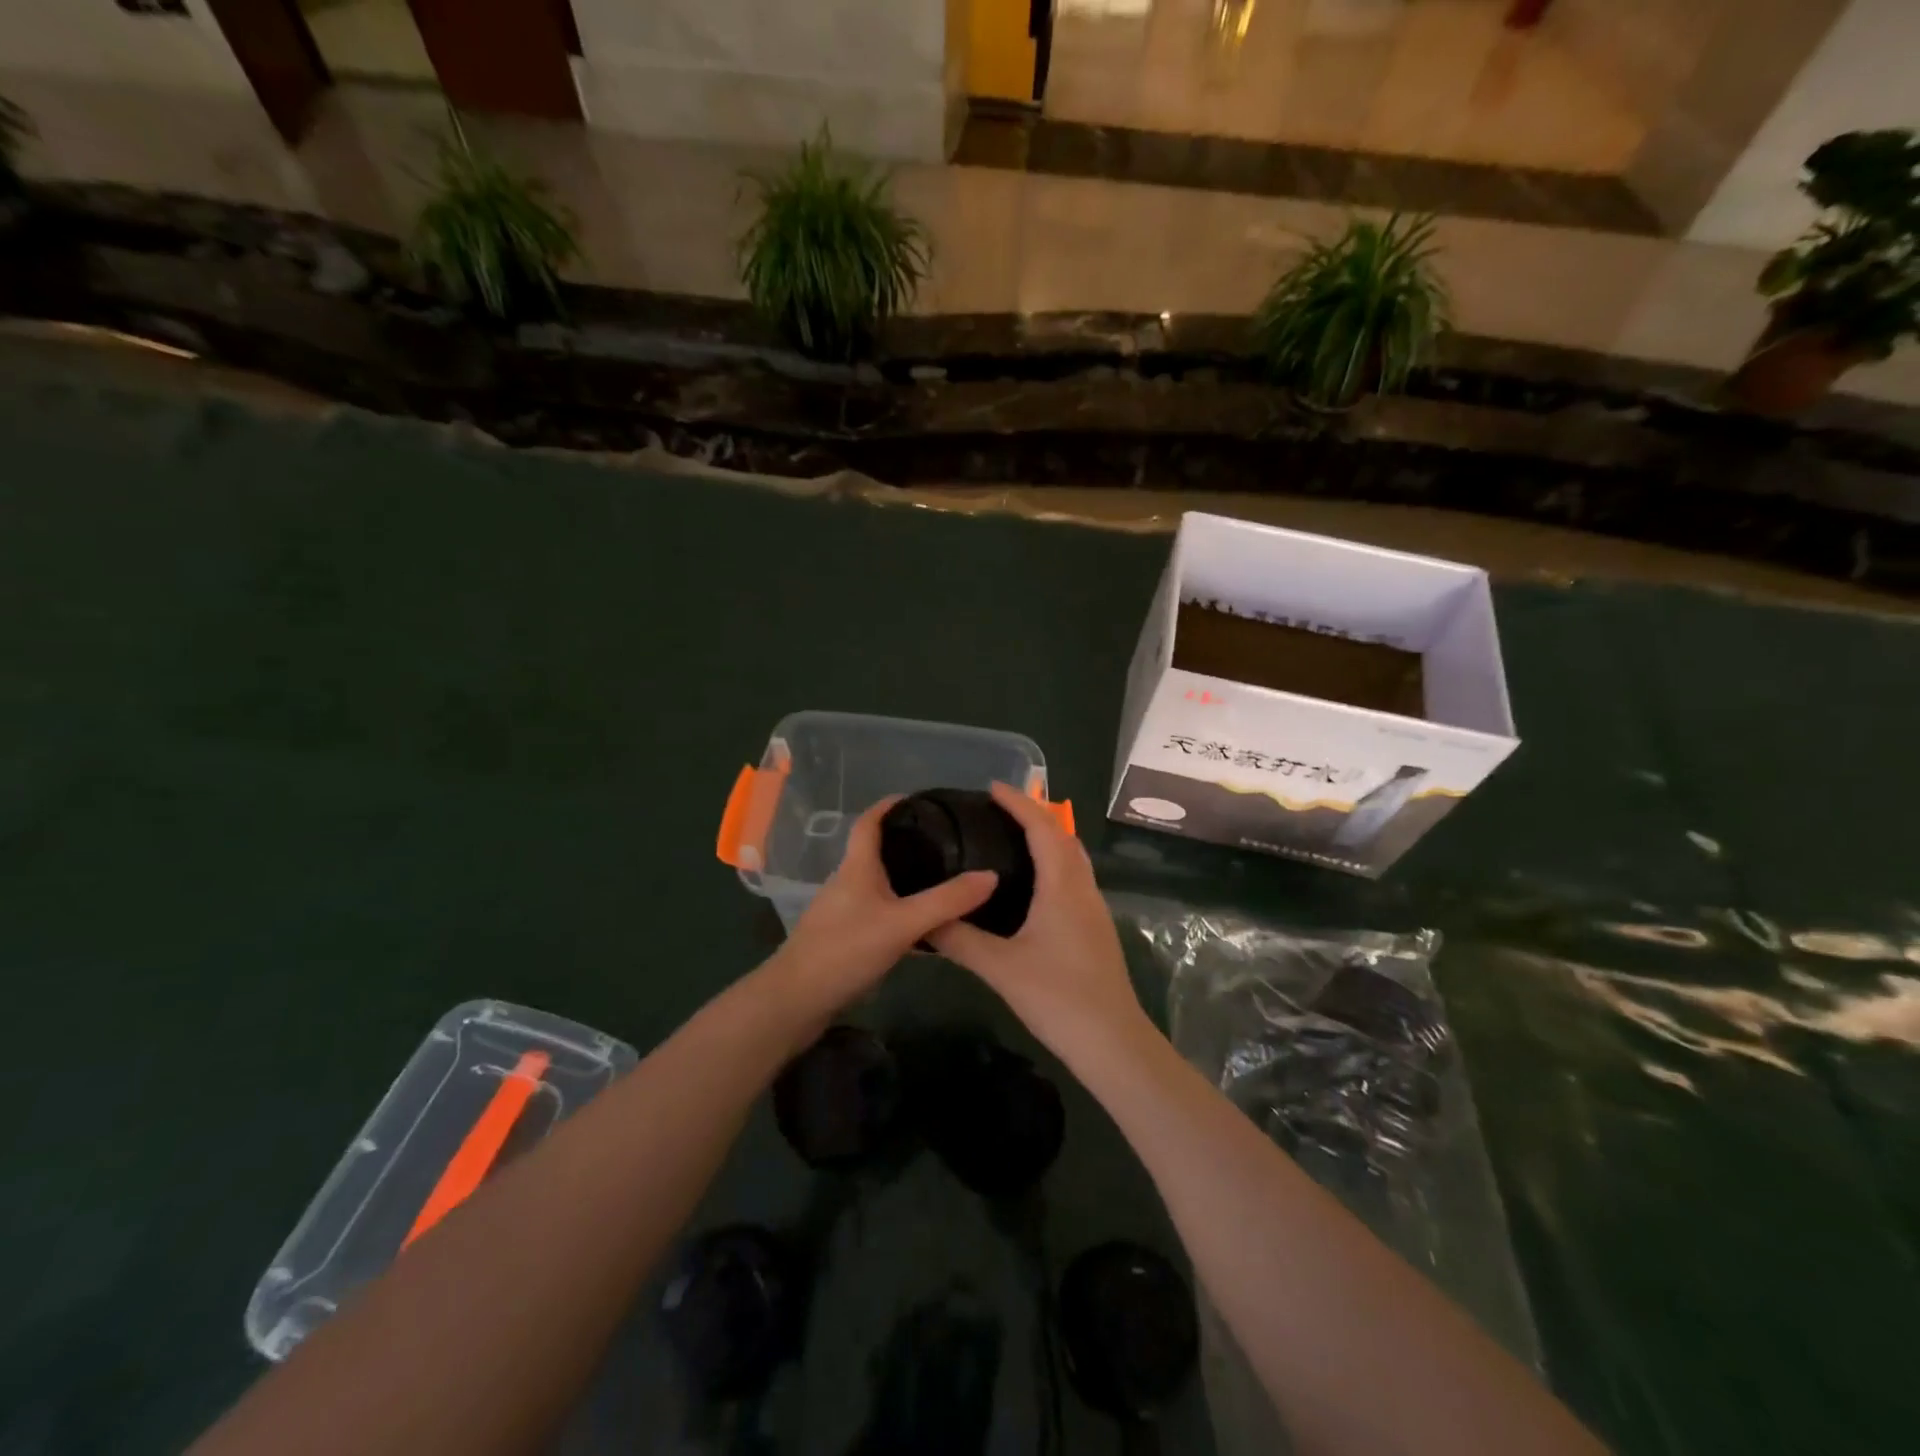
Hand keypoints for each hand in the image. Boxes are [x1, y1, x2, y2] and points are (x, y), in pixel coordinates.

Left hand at [771, 796, 996, 1017]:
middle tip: (948, 844)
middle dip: (908, 844)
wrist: (796, 1001)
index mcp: (857, 867)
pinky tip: (926, 930)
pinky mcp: (844, 940)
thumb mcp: (902, 923)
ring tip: (945, 882)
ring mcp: (843, 913)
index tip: (918, 799)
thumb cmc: (845, 949)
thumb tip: (991, 875)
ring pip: (880, 887)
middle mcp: (848, 883)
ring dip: (907, 881)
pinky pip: (879, 916)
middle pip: (877, 853)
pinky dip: (902, 913)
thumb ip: (946, 901)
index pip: (869, 822)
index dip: (889, 805)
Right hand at [929, 783, 1148, 1065]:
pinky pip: (1075, 878)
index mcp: (1062, 886)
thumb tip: (924, 920)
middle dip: (1034, 815)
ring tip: (1012, 840)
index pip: (1042, 828)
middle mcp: (1083, 888)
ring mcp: (1094, 909)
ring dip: (1048, 839)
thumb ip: (960, 940)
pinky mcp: (1096, 928)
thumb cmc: (1057, 997)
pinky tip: (1033, 885)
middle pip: (1063, 836)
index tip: (993, 787)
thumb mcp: (1000, 968)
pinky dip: (1055, 863)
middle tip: (997, 812)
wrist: (1112, 1041)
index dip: (1019, 803)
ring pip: (1073, 858)